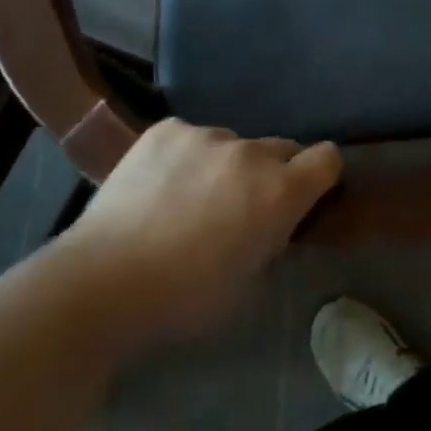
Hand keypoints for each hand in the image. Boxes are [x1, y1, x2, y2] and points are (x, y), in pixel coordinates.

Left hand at [55, 119, 341, 347]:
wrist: (103, 282)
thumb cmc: (183, 300)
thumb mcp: (248, 285)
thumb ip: (271, 240)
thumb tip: (272, 222)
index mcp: (279, 191)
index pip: (327, 158)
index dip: (321, 176)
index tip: (306, 195)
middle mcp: (250, 152)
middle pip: (282, 148)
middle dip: (272, 173)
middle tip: (241, 207)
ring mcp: (206, 134)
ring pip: (233, 144)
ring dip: (226, 166)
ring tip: (188, 200)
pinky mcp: (167, 129)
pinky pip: (192, 138)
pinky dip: (186, 157)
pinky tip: (158, 188)